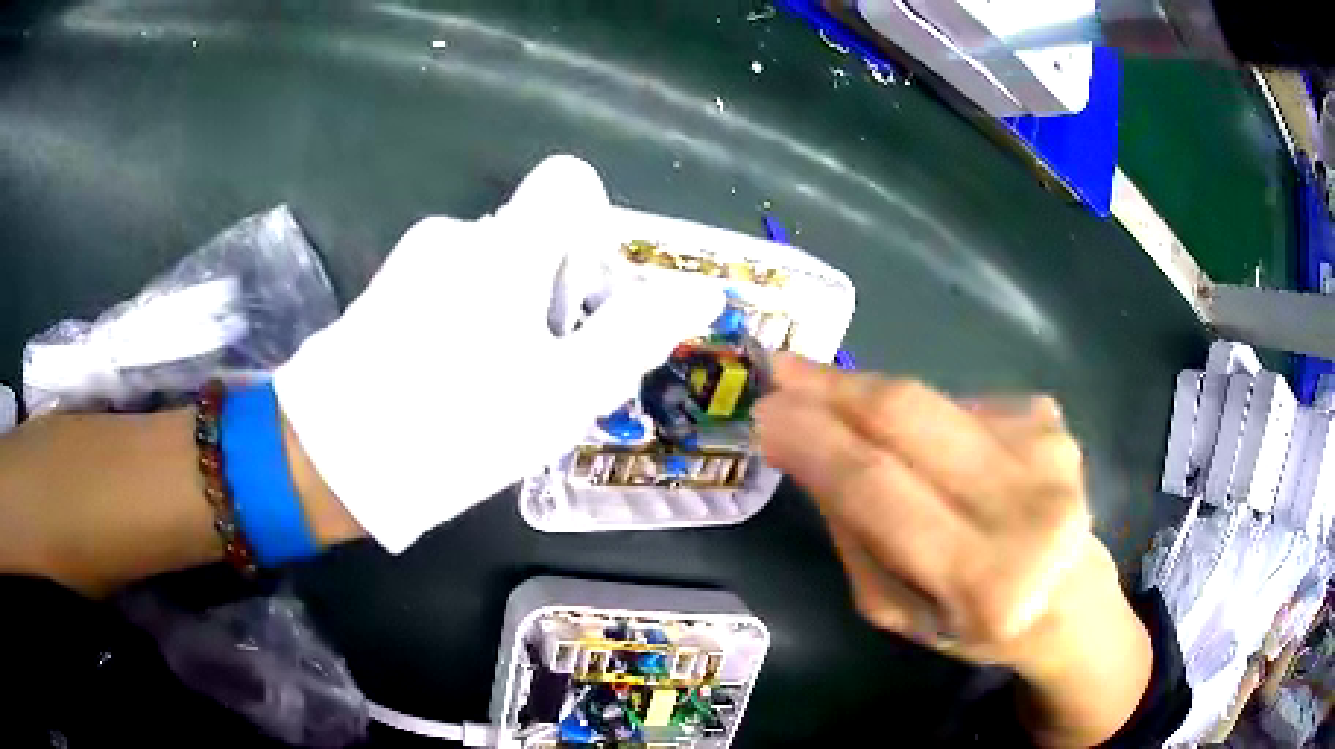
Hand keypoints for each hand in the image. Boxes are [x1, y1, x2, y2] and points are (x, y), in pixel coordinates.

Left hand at [275, 156, 721, 552]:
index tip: (585, 293)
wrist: (334, 459)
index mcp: (508, 246)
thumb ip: (634, 333)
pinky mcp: (387, 287)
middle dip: (553, 291)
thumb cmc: (458, 425)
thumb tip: (701, 291)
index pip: (568, 182)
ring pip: (490, 265)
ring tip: (491, 386)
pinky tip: (447, 380)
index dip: (592, 226)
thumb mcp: (564, 393)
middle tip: (542, 370)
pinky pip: (448, 285)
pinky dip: (464, 320)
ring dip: (508, 312)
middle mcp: (461, 234)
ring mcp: (416, 259)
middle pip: (533, 234)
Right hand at [755, 355, 1150, 744]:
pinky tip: (941, 453)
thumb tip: (805, 443)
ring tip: (844, 410)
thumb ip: (852, 533)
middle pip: (911, 417)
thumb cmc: (971, 625)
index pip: (877, 487)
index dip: (814, 439)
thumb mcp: (894, 609)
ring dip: (873, 399)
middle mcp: (1026, 505)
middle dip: (834, 387)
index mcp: (982, 578)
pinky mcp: (1053, 420)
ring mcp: (1049, 451)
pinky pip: (963, 405)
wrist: (1068, 600)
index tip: (764, 409)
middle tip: (782, 369)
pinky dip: (930, 421)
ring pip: (932, 402)